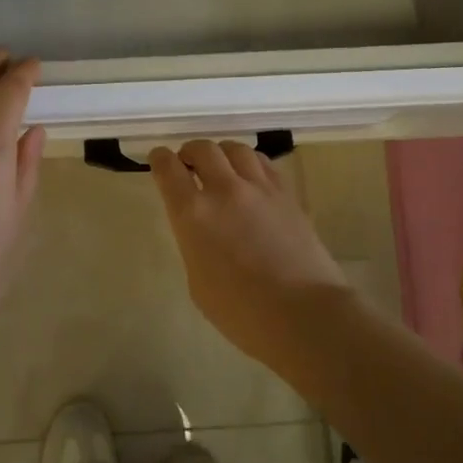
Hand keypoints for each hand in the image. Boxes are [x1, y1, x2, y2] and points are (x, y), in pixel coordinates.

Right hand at [151, 140, 351, 360]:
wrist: (303, 314)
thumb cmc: (241, 312)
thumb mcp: (198, 282)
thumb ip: (194, 244)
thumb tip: (203, 230)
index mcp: (192, 214)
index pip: (168, 169)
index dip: (160, 159)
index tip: (158, 159)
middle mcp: (224, 190)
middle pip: (203, 149)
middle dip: (190, 152)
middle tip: (189, 164)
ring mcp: (259, 188)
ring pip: (235, 149)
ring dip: (222, 153)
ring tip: (221, 167)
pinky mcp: (287, 194)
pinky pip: (263, 163)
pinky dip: (250, 163)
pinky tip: (250, 178)